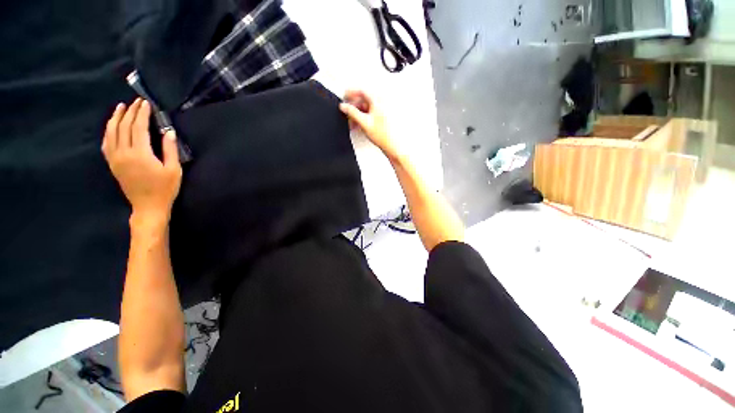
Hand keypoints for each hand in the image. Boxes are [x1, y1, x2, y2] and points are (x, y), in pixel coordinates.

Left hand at [102, 98, 181, 225]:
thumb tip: (168, 131)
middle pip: (123, 127)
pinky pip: (106, 143)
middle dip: (130, 112)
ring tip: (121, 107)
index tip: (145, 103)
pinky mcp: (112, 164)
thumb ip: (170, 149)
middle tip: (136, 102)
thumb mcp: (174, 170)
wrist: (148, 206)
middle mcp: (124, 153)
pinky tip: (112, 126)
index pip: (138, 127)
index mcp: (140, 154)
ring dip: (116, 118)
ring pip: (111, 133)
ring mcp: (115, 158)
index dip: (141, 114)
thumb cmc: (165, 189)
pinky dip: (108, 131)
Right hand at [339, 90, 400, 159]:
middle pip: (363, 100)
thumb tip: (344, 106)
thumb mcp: (364, 122)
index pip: (361, 91)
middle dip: (353, 107)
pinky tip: (358, 125)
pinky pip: (370, 114)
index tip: (344, 97)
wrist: (392, 145)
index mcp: (378, 100)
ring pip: (365, 108)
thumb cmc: (383, 135)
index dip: (350, 93)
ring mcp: (382, 110)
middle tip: (346, 113)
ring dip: (357, 114)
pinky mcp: (382, 118)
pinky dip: (363, 118)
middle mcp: (381, 103)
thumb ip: (352, 112)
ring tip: (351, 123)